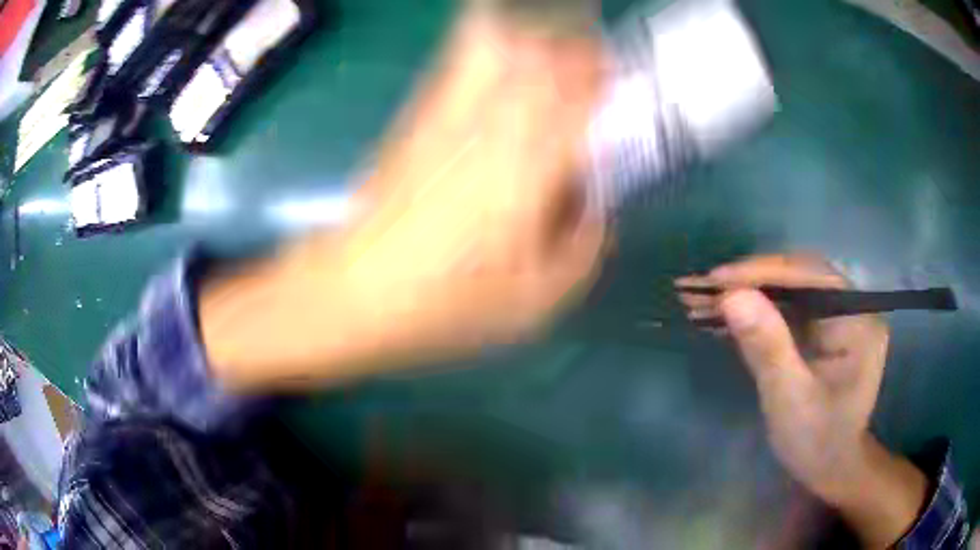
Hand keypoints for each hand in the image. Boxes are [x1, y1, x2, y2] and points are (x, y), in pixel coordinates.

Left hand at [334, 11, 606, 354]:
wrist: (356, 291)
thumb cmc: (446, 305)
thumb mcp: (536, 303)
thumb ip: (583, 249)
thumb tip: (597, 209)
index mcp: (529, 172)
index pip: (581, 99)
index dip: (607, 80)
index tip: (620, 79)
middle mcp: (491, 128)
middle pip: (541, 54)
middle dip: (575, 46)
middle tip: (593, 59)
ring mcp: (449, 115)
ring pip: (498, 42)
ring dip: (533, 37)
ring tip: (549, 53)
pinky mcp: (418, 116)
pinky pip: (460, 60)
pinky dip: (489, 44)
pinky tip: (504, 61)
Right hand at [678, 254, 926, 547]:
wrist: (828, 468)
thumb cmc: (816, 441)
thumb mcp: (790, 399)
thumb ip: (767, 347)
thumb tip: (732, 297)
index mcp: (858, 321)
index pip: (811, 277)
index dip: (764, 273)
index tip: (718, 279)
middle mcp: (852, 307)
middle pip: (799, 277)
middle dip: (751, 280)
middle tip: (704, 287)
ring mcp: (837, 316)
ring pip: (789, 290)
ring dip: (747, 293)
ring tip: (702, 297)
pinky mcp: (822, 328)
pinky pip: (787, 308)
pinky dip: (755, 310)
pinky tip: (724, 313)